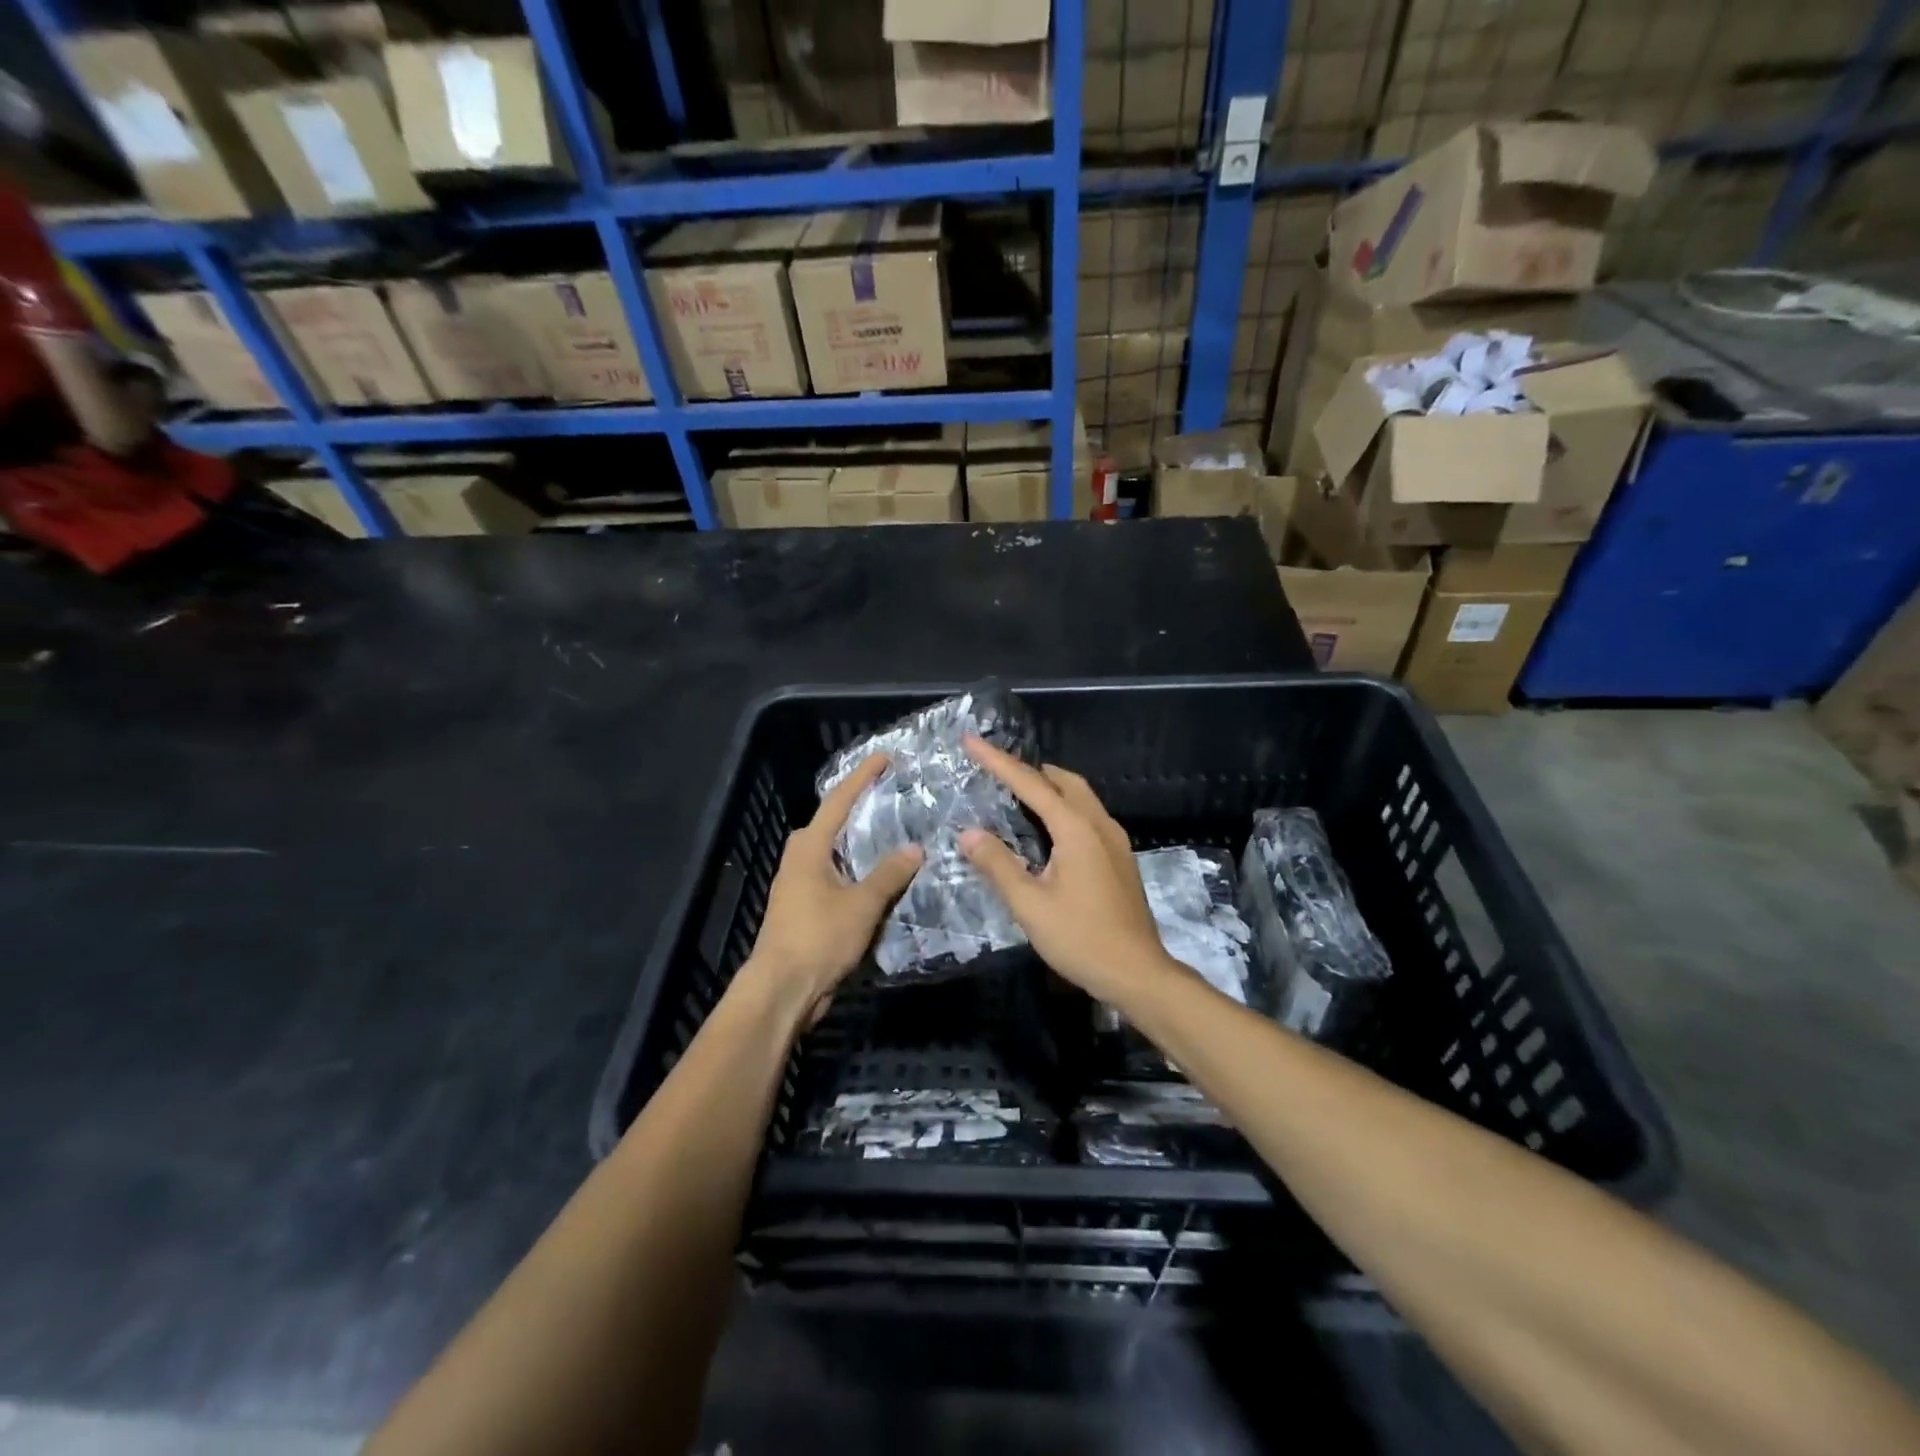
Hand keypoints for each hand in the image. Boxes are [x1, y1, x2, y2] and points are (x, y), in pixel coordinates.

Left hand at [739, 753, 922, 1023]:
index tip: (884, 757)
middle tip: (893, 795)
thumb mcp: (861, 904)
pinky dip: (859, 870)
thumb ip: (889, 874)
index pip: (839, 800)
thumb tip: (915, 848)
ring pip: (836, 852)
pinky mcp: (806, 907)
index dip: (862, 777)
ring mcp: (801, 884)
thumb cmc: (818, 938)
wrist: (782, 990)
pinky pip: (838, 876)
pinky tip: (882, 877)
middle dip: (861, 807)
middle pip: (834, 823)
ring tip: (895, 831)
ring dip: (862, 842)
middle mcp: (801, 858)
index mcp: (809, 847)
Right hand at [958, 735, 1175, 1005]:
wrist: (1137, 974)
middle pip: (1063, 781)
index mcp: (1076, 829)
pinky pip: (1088, 816)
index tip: (971, 741)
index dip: (998, 762)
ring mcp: (1115, 841)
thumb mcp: (1029, 905)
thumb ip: (998, 865)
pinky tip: (1048, 829)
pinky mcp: (1120, 858)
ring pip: (1080, 797)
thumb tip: (967, 833)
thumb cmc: (1080, 939)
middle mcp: (1099, 825)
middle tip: (996, 768)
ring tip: (1017, 792)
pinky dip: (1064, 807)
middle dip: (1028, 769)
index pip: (1031, 784)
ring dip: (1049, 787)